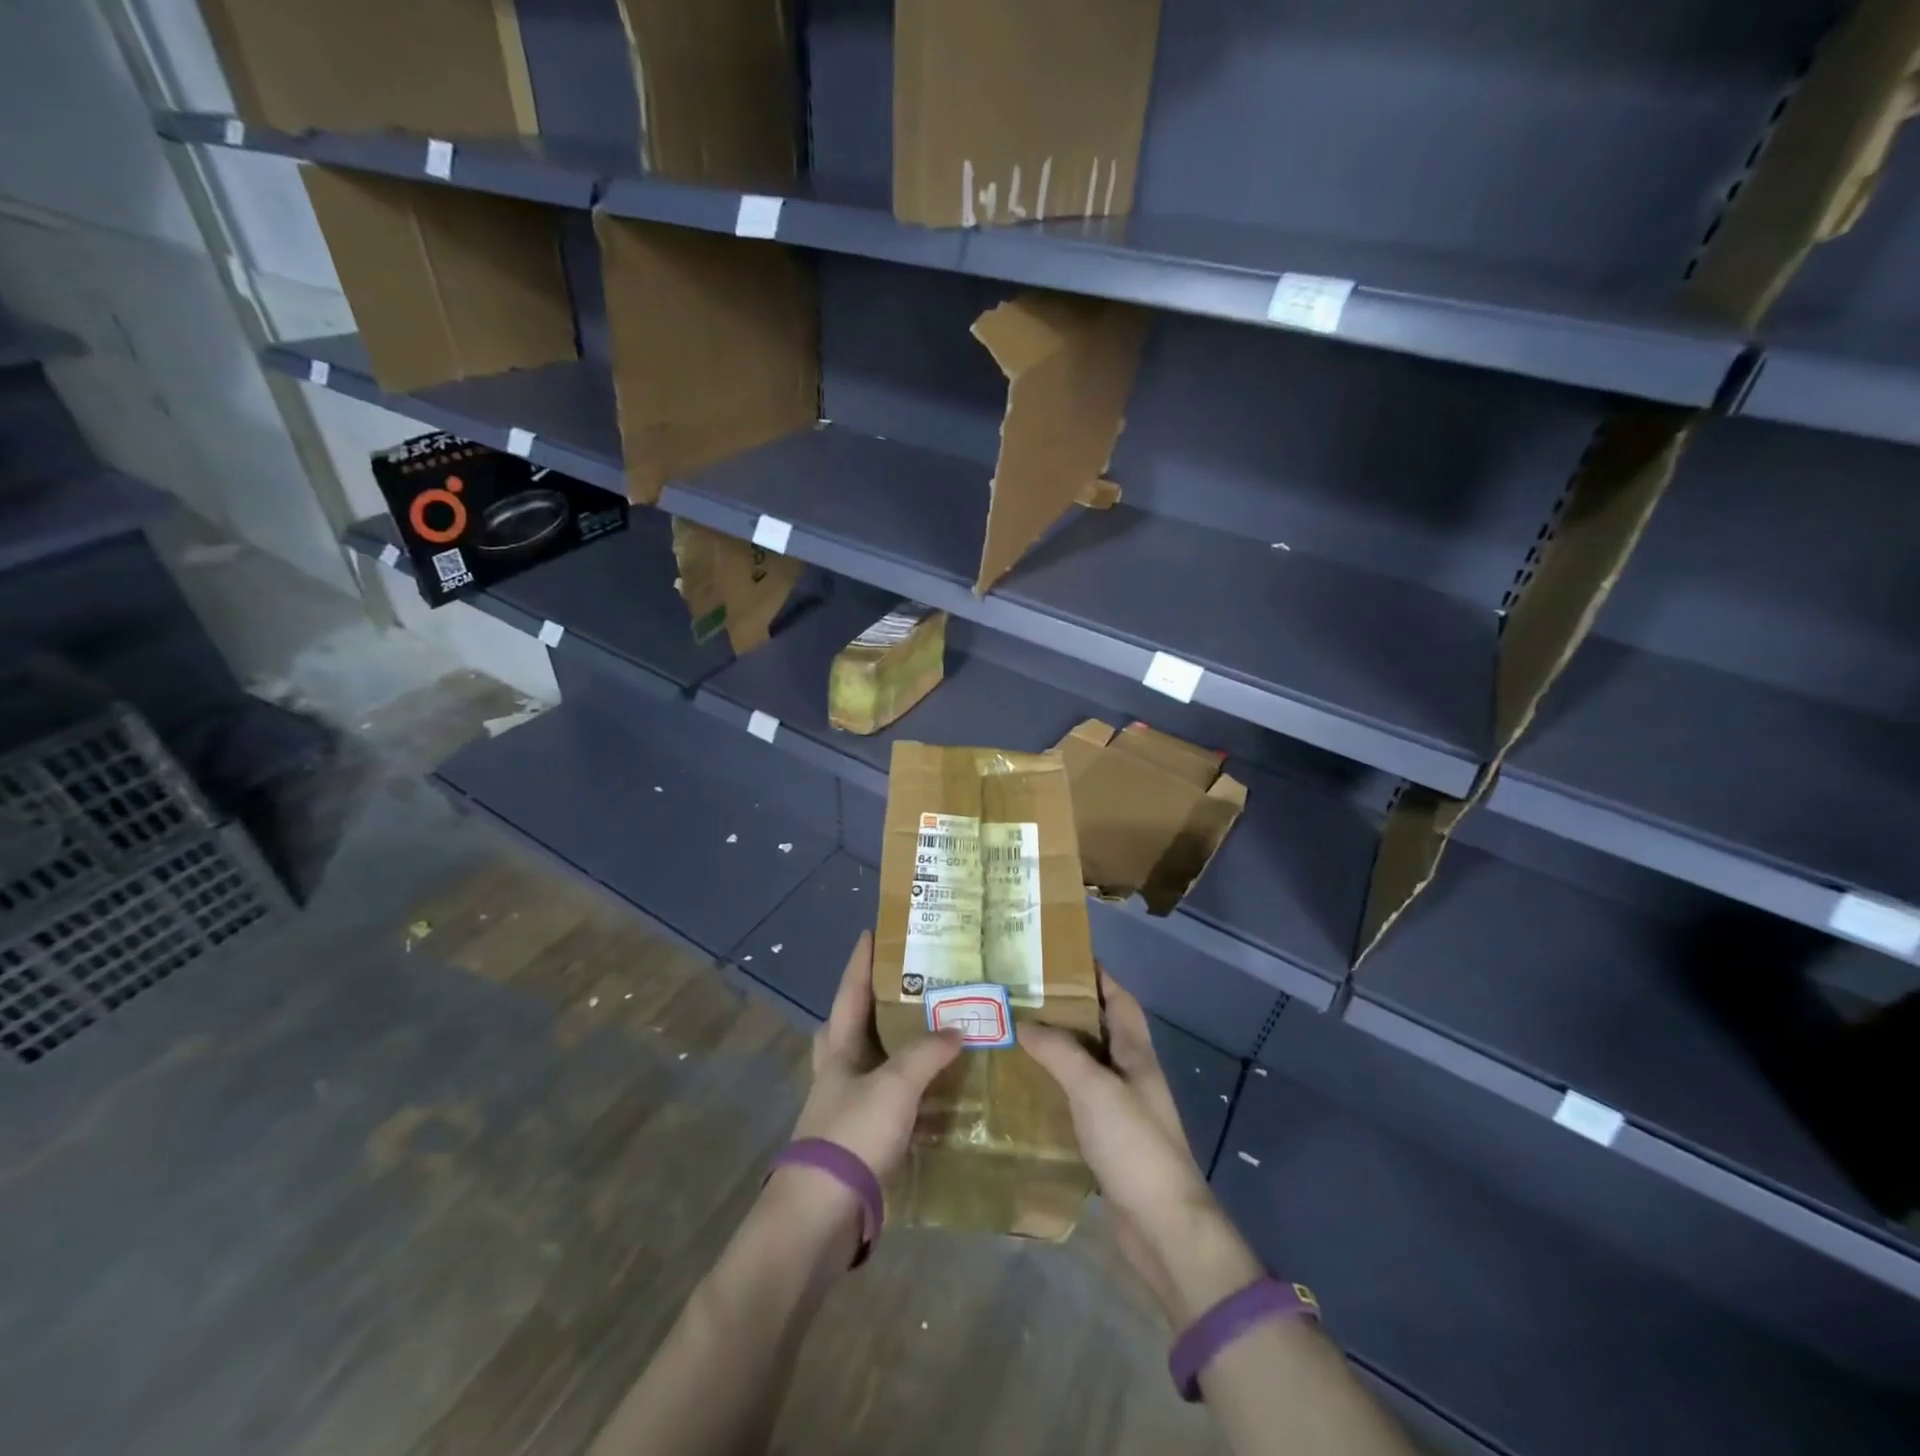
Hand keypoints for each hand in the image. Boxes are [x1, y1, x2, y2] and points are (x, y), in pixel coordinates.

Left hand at [789, 931, 961, 1178]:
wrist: (822, 1214)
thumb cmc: (853, 1135)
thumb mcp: (895, 1086)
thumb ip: (926, 1053)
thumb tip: (957, 1028)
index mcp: (839, 1049)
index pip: (850, 992)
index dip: (861, 961)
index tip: (872, 931)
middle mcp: (838, 1072)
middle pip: (850, 1025)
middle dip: (871, 1002)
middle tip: (904, 985)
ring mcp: (845, 1107)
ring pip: (870, 1063)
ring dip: (894, 1046)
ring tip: (930, 1032)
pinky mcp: (858, 1139)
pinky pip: (887, 1099)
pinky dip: (908, 1088)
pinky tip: (933, 1091)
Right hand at [1022, 970, 1259, 1323]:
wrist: (1163, 1226)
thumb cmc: (1133, 1144)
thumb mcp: (1094, 1088)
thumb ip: (1060, 1052)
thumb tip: (1024, 1022)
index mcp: (1136, 1053)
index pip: (1119, 998)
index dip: (1096, 974)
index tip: (1059, 957)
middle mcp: (1131, 1074)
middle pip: (1100, 1028)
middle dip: (1067, 1009)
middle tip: (1024, 996)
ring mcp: (1122, 1109)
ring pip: (1087, 1064)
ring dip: (1059, 1049)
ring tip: (1017, 1035)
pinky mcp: (1110, 1140)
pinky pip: (1079, 1100)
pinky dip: (1056, 1088)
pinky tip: (1027, 1090)